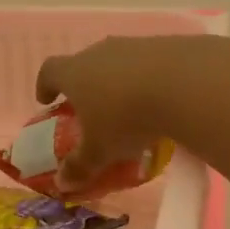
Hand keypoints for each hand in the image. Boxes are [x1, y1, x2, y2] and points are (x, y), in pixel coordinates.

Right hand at [35, 36, 189, 188]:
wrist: (184, 83)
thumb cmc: (126, 117)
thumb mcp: (100, 150)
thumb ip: (80, 166)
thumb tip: (62, 183)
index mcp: (75, 72)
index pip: (50, 70)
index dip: (45, 84)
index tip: (46, 99)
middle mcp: (100, 52)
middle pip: (84, 63)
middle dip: (85, 85)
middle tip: (91, 109)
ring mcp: (133, 45)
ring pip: (117, 62)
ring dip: (118, 81)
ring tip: (129, 108)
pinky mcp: (165, 45)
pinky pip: (148, 63)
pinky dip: (148, 79)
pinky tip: (160, 100)